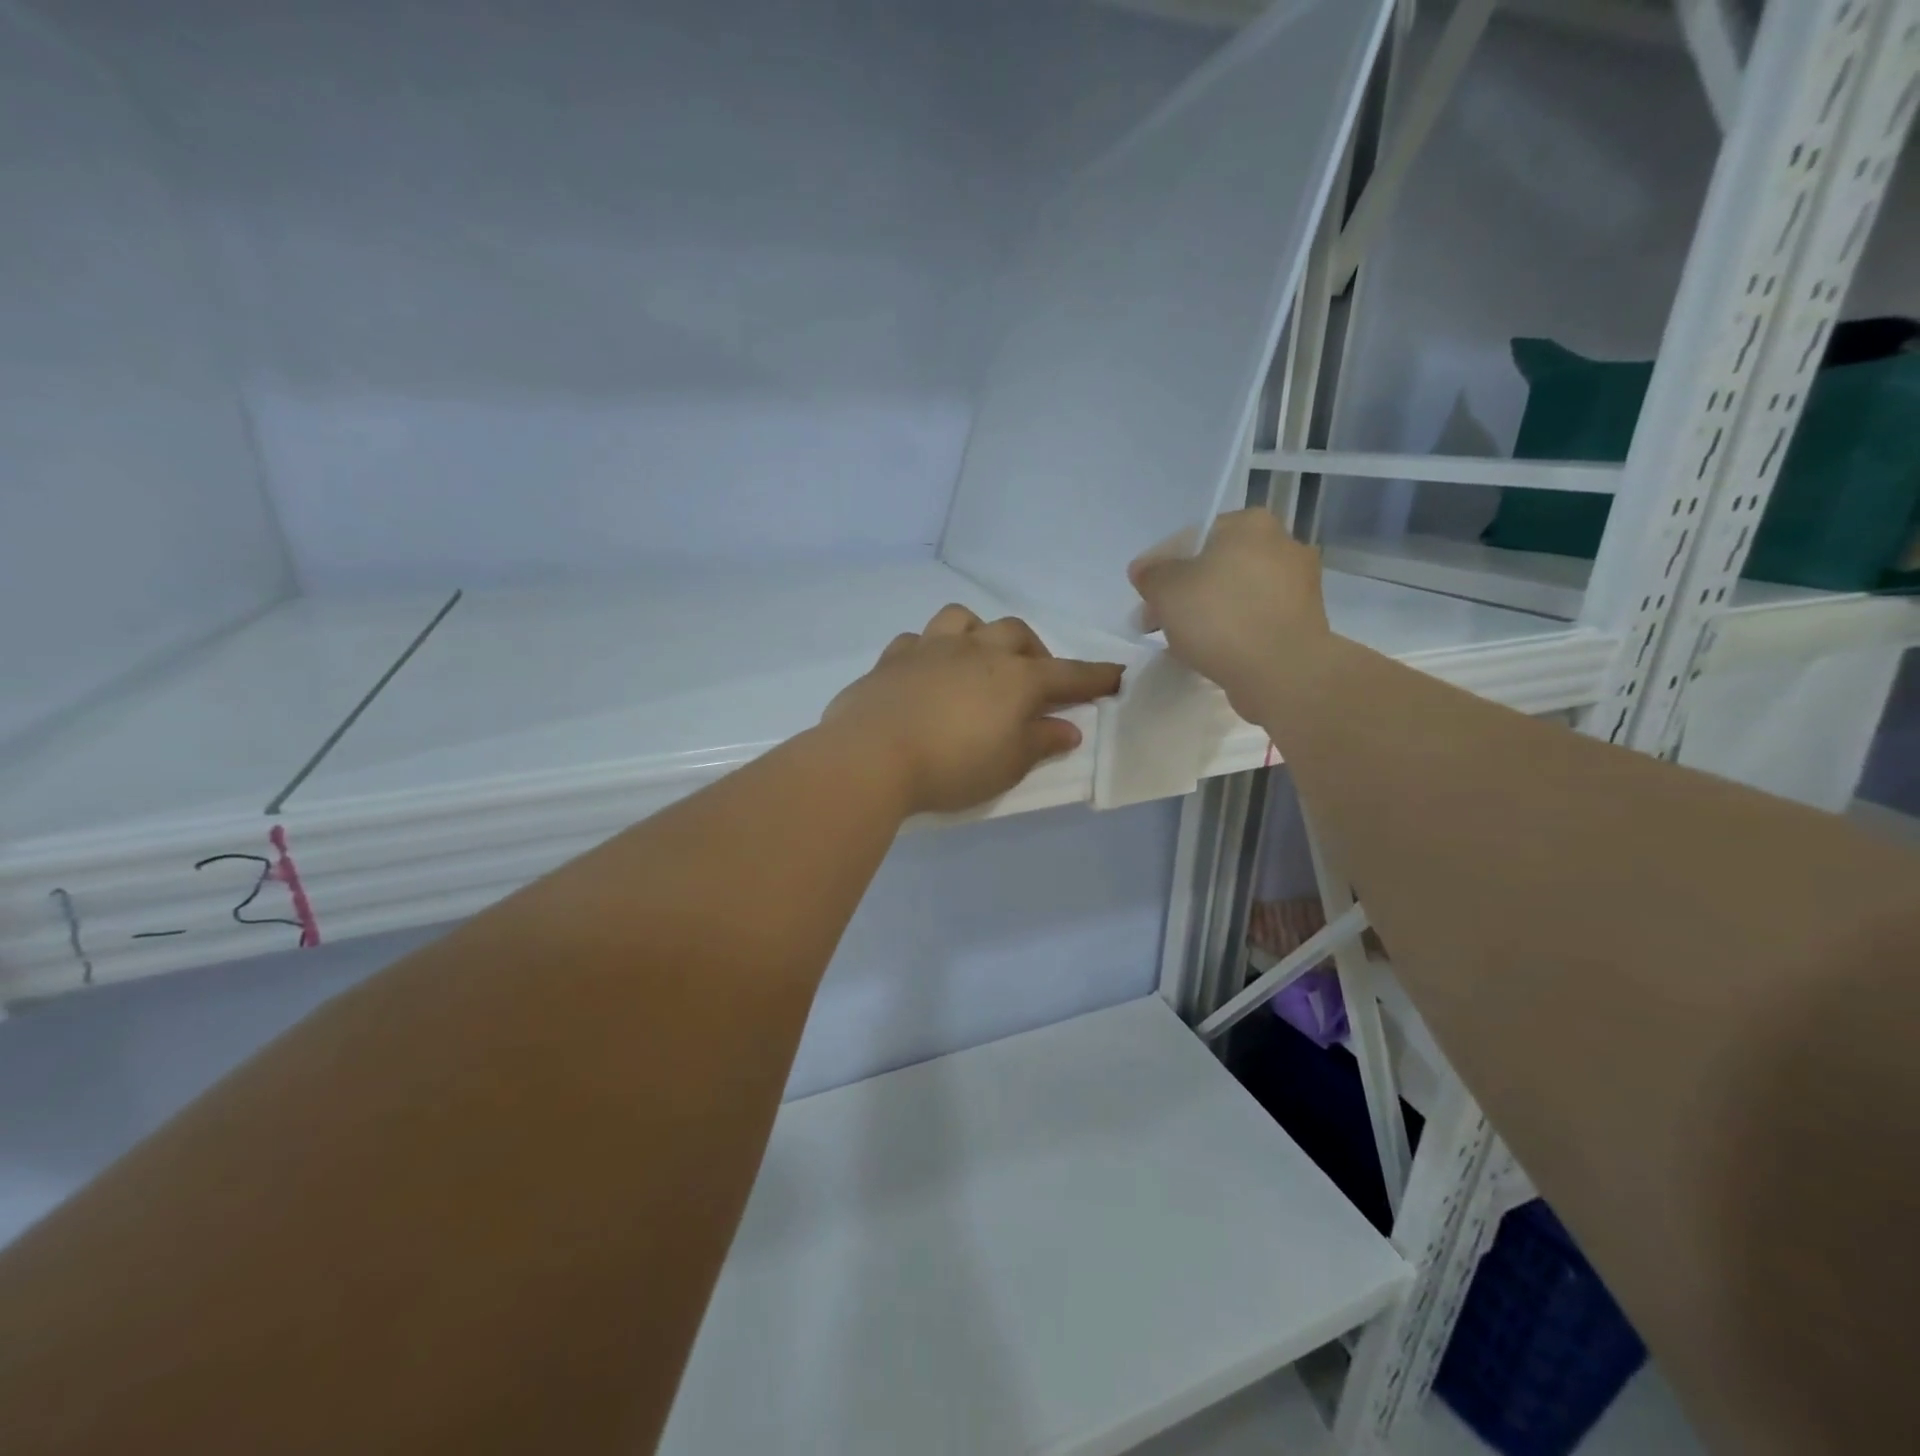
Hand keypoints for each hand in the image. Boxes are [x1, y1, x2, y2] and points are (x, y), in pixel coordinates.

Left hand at [824, 606, 1123, 815]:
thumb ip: (1039, 743)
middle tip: (1034, 680)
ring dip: (979, 634)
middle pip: (1015, 634)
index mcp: (1014, 679)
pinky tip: (926, 672)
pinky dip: (930, 651)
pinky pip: (917, 640)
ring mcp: (930, 649)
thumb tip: (1067, 729)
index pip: (1066, 674)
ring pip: (963, 619)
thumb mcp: (1007, 767)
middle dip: (1033, 652)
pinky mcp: (892, 659)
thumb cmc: (951, 767)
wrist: (871, 757)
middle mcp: (976, 652)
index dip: (1094, 677)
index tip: (1115, 676)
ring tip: (978, 660)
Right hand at [1128, 509, 1329, 715]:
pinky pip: (1254, 618)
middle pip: (1216, 566)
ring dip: (1207, 612)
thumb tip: (1146, 570)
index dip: (1161, 567)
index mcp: (1250, 524)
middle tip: (1156, 622)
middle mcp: (1282, 544)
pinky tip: (1212, 651)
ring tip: (1181, 641)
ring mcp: (1298, 584)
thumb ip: (1151, 574)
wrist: (1281, 672)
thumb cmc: (1220, 618)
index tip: (1144, 596)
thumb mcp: (1166, 590)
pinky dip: (1232, 630)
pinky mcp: (1303, 620)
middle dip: (1184, 593)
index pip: (1193, 537)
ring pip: (1235, 593)